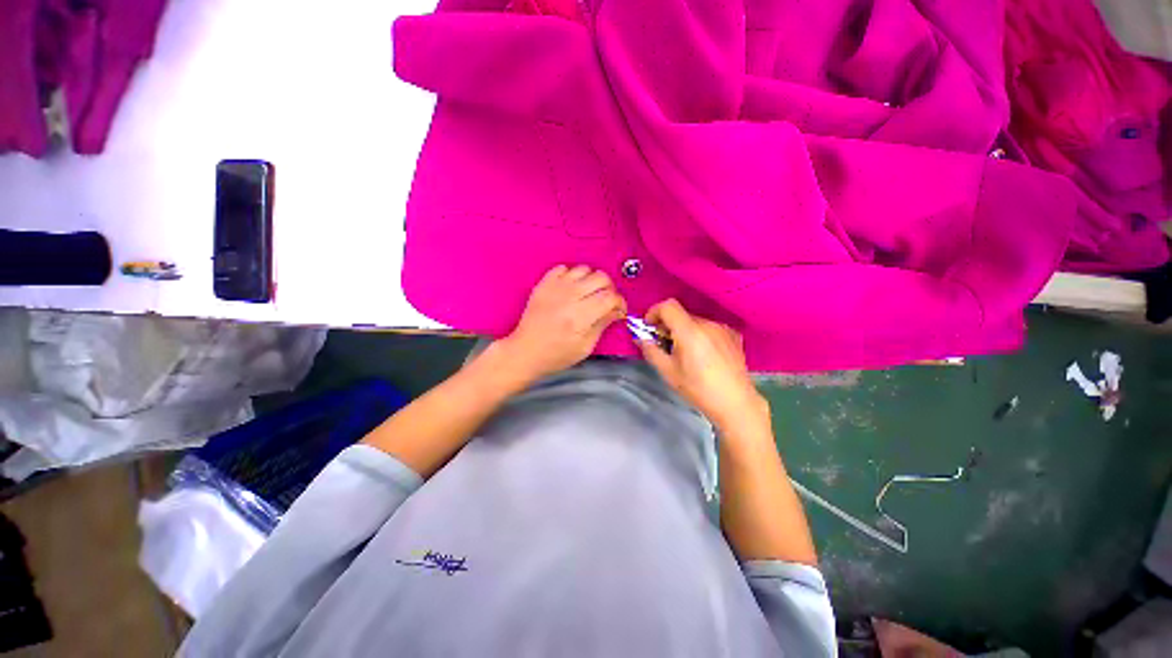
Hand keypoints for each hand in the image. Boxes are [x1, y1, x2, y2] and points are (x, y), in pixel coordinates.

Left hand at [500, 265, 626, 381]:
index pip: (610, 297)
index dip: (620, 302)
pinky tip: (571, 289)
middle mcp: (569, 297)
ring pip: (584, 269)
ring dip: (591, 280)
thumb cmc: (555, 354)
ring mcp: (555, 288)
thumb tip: (616, 311)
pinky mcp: (544, 284)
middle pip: (601, 278)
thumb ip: (602, 324)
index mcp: (580, 316)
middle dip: (609, 289)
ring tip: (589, 294)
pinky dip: (572, 275)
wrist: (525, 351)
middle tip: (606, 301)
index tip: (619, 310)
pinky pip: (564, 268)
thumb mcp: (585, 347)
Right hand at [637, 299, 767, 428]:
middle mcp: (707, 324)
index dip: (654, 312)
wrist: (735, 403)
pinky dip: (700, 335)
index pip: (668, 306)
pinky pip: (709, 328)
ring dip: (684, 330)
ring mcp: (723, 328)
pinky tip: (703, 354)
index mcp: (689, 331)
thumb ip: (651, 351)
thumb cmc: (698, 389)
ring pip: (695, 321)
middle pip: (681, 314)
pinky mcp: (733, 335)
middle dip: (668, 325)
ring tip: (686, 353)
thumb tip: (640, 338)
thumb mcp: (668, 372)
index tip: (649, 327)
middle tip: (664, 344)